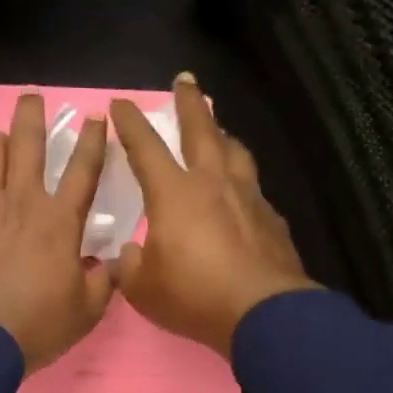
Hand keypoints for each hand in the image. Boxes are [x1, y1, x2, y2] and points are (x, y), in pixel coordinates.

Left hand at [0, 93, 114, 374]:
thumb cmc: (39, 327)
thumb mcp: (88, 311)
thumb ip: (104, 280)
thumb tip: (111, 262)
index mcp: (60, 220)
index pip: (83, 167)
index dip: (93, 138)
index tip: (96, 119)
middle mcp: (21, 201)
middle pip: (27, 139)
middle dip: (32, 112)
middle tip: (33, 101)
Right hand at [109, 74, 317, 357]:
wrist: (261, 311)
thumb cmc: (194, 296)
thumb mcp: (143, 289)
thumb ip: (131, 265)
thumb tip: (131, 253)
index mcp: (173, 195)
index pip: (146, 148)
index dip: (131, 124)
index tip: (121, 103)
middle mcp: (212, 184)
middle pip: (201, 131)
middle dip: (190, 104)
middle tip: (185, 81)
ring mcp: (247, 198)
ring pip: (234, 152)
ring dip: (223, 134)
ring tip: (219, 129)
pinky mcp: (271, 219)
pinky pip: (254, 188)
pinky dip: (243, 181)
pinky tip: (243, 192)